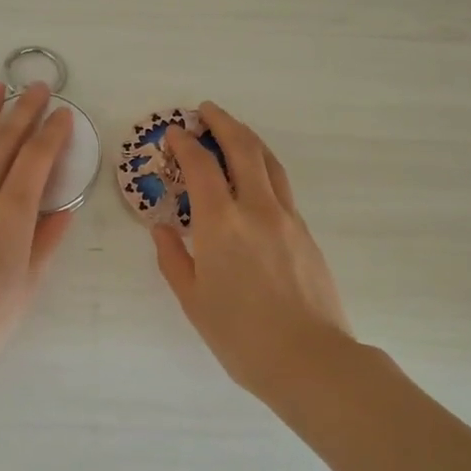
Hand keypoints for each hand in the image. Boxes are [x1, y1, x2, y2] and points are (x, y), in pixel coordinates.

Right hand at [151, 102, 355, 397]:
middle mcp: (256, 208)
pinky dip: (263, 167)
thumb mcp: (194, 300)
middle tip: (206, 110)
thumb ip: (173, 259)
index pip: (200, 166)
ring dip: (248, 138)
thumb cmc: (241, 336)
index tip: (173, 133)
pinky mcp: (305, 232)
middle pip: (242, 148)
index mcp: (221, 223)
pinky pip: (282, 185)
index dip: (184, 143)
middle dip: (222, 122)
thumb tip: (161, 230)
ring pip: (268, 162)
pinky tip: (254, 177)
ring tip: (232, 131)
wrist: (309, 359)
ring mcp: (287, 217)